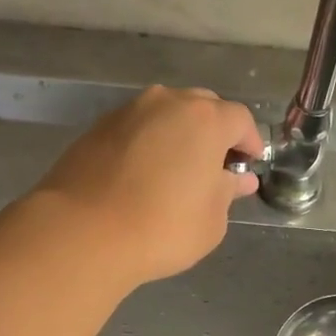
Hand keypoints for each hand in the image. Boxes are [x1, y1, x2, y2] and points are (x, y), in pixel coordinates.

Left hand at [35, 86, 263, 285]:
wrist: (85, 232)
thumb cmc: (163, 228)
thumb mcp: (212, 221)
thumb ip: (227, 193)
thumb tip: (236, 179)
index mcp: (205, 119)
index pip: (240, 119)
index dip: (249, 142)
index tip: (248, 166)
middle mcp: (167, 103)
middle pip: (202, 108)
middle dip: (214, 133)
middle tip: (214, 168)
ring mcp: (128, 112)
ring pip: (165, 115)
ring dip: (177, 136)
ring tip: (176, 172)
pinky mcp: (97, 129)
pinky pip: (136, 130)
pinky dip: (147, 145)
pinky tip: (142, 177)